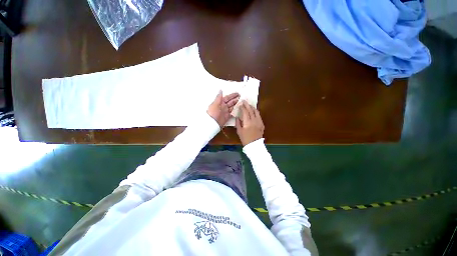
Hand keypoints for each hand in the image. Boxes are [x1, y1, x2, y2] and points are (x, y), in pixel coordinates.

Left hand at [207, 91, 239, 126]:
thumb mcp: (215, 103)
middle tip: (241, 98)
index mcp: (220, 102)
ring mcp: (226, 111)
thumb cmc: (212, 113)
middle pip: (231, 102)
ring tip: (242, 103)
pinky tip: (239, 109)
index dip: (232, 95)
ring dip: (237, 105)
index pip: (227, 98)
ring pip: (232, 107)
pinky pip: (232, 113)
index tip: (237, 93)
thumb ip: (219, 97)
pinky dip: (235, 111)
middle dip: (236, 99)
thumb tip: (220, 90)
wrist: (212, 123)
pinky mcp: (227, 116)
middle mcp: (223, 106)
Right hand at [236, 101, 263, 145]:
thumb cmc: (245, 139)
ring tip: (249, 105)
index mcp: (248, 122)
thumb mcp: (239, 131)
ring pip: (256, 112)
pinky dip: (256, 112)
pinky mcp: (262, 124)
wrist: (254, 145)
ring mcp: (259, 122)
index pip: (245, 112)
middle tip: (245, 101)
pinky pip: (259, 116)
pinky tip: (254, 112)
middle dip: (247, 105)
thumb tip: (237, 117)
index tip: (241, 104)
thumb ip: (238, 123)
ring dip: (252, 107)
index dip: (243, 107)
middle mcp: (254, 120)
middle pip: (251, 110)